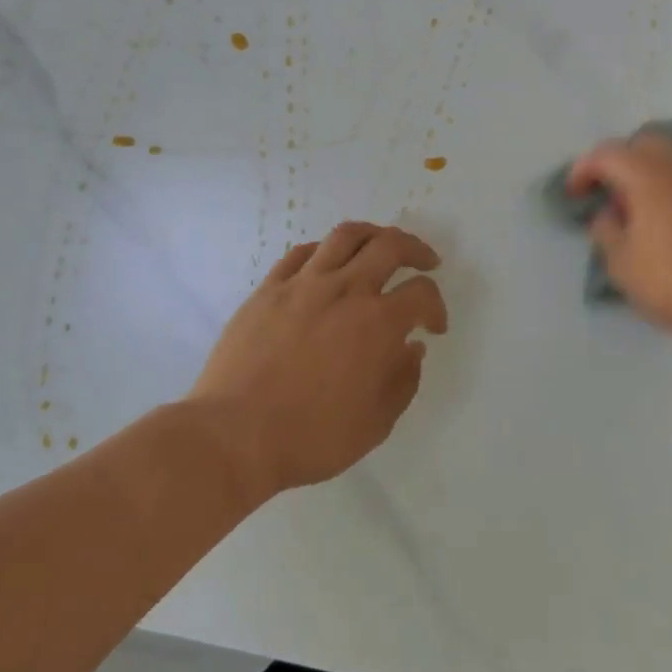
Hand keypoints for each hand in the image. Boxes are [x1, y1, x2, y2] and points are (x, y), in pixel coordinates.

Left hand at [189, 222, 448, 499]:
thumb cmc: (310, 437)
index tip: (433, 327)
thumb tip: (412, 348)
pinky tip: (328, 261)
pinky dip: (325, 250)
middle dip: (416, 249)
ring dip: (373, 234)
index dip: (436, 306)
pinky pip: (302, 252)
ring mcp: (304, 284)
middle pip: (390, 245)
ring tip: (381, 244)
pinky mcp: (269, 288)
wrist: (234, 435)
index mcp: (378, 323)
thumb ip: (403, 381)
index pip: (422, 293)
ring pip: (346, 235)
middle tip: (425, 261)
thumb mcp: (375, 424)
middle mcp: (345, 290)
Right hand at [566, 131, 671, 343]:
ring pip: (670, 161)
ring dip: (646, 174)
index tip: (573, 194)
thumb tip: (607, 214)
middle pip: (643, 144)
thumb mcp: (621, 265)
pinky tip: (666, 222)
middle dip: (619, 160)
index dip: (583, 169)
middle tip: (606, 190)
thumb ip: (606, 232)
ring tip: (635, 207)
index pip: (607, 154)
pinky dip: (669, 190)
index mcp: (647, 179)